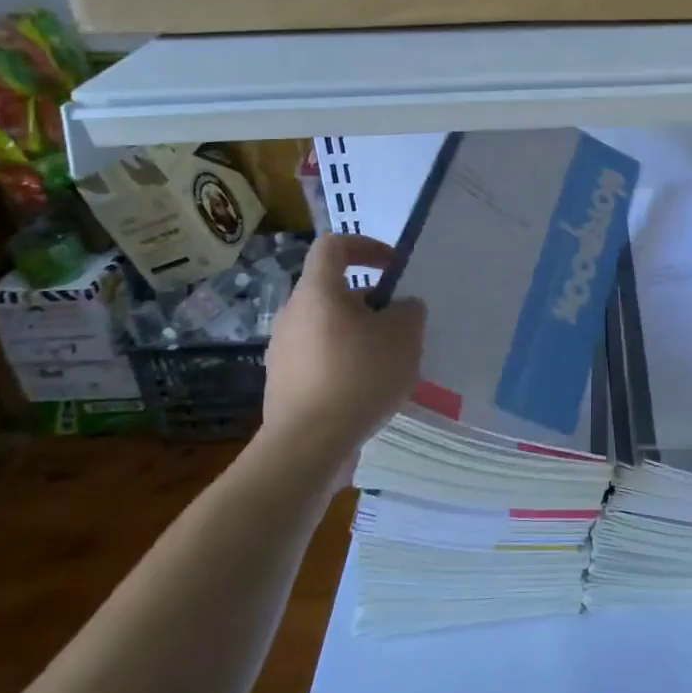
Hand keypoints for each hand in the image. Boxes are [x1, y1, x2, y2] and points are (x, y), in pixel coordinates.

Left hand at [258, 235, 425, 471]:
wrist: (307, 446)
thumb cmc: (358, 377)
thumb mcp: (403, 336)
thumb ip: (408, 311)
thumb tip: (400, 308)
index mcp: (318, 292)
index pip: (333, 246)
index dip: (365, 246)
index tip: (393, 266)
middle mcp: (293, 314)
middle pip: (334, 291)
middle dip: (371, 302)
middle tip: (400, 325)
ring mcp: (283, 351)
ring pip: (328, 328)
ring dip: (360, 336)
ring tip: (390, 363)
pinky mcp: (283, 385)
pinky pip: (320, 360)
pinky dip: (345, 364)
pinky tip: (368, 392)